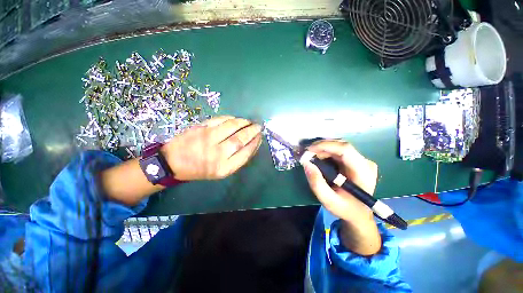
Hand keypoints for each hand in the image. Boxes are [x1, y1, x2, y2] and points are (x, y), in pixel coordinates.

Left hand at [161, 116, 262, 180]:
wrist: (173, 162)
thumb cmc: (200, 169)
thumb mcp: (221, 171)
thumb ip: (237, 159)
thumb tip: (251, 144)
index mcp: (224, 168)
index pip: (246, 153)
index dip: (255, 143)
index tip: (260, 137)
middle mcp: (217, 154)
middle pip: (241, 139)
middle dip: (253, 131)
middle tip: (258, 126)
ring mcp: (208, 138)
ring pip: (232, 126)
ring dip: (244, 122)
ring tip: (249, 122)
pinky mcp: (201, 128)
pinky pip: (220, 119)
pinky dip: (231, 118)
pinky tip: (236, 119)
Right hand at [301, 140, 380, 254]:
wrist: (359, 213)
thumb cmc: (345, 209)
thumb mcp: (328, 201)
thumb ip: (317, 183)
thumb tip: (306, 163)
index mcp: (363, 172)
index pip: (345, 150)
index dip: (325, 146)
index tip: (308, 150)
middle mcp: (365, 162)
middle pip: (341, 145)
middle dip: (321, 147)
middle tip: (307, 154)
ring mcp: (361, 160)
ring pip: (339, 146)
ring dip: (322, 149)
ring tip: (310, 156)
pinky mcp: (355, 160)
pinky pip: (338, 151)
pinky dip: (325, 152)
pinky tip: (318, 158)